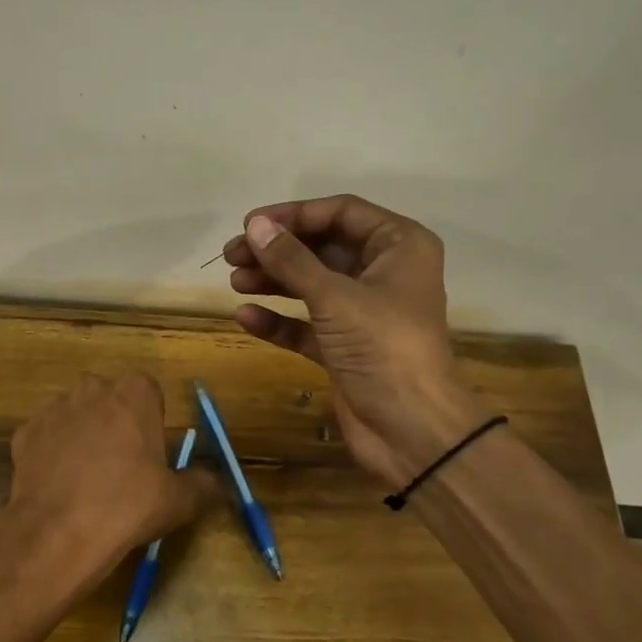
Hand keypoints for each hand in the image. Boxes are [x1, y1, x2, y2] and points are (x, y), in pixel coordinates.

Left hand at [0, 371, 218, 597]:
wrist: (58, 533)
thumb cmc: (128, 505)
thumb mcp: (179, 500)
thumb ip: (204, 484)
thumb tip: (220, 484)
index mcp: (134, 393)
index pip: (148, 391)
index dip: (150, 420)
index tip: (150, 452)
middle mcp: (92, 389)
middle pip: (109, 399)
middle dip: (115, 423)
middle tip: (122, 467)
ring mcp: (53, 408)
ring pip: (75, 416)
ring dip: (82, 436)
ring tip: (87, 480)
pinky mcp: (24, 433)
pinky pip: (46, 438)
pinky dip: (52, 455)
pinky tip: (59, 487)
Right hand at [219, 195, 483, 485]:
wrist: (410, 428)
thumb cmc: (382, 346)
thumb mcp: (334, 297)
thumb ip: (291, 260)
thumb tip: (254, 226)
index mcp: (399, 246)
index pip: (341, 213)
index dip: (294, 215)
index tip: (251, 224)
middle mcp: (384, 273)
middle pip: (323, 248)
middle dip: (277, 250)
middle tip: (232, 254)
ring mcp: (364, 312)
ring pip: (312, 285)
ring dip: (274, 281)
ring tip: (234, 281)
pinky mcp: (345, 347)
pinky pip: (307, 324)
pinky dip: (280, 319)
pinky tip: (247, 317)